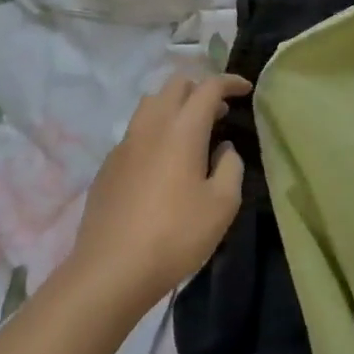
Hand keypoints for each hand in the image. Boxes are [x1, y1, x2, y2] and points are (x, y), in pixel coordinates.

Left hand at [65, 73, 249, 313]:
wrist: (110, 271)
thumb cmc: (175, 236)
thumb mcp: (222, 205)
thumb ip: (230, 167)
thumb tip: (223, 149)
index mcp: (182, 129)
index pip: (208, 87)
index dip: (230, 82)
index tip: (245, 90)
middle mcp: (151, 126)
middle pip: (175, 85)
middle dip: (200, 88)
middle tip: (219, 111)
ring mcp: (124, 144)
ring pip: (150, 104)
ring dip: (175, 106)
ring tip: (191, 131)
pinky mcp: (107, 166)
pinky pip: (135, 132)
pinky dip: (155, 131)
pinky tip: (163, 162)